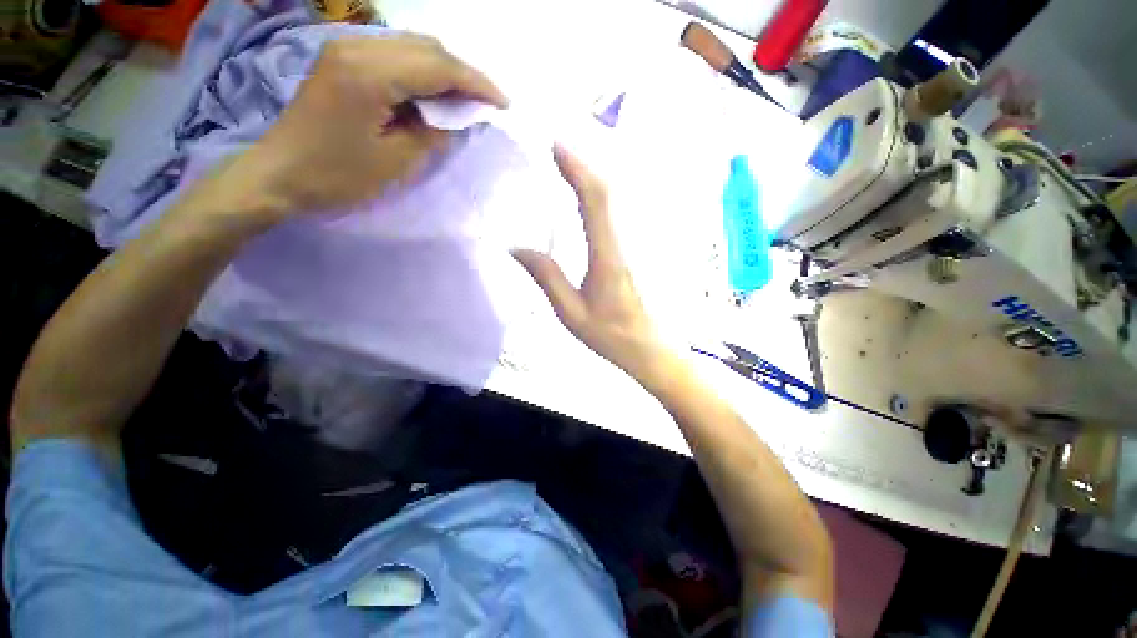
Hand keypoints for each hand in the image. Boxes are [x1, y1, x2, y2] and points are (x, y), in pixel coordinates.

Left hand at [232, 34, 507, 218]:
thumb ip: (431, 133)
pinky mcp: (343, 59)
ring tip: (463, 101)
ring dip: (444, 72)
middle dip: (463, 74)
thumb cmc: (338, 175)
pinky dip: (422, 72)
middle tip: (485, 104)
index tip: (503, 103)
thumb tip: (453, 117)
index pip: (438, 66)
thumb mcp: (395, 162)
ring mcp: (347, 49)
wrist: (280, 174)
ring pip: (412, 47)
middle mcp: (358, 47)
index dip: (476, 83)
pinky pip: (395, 56)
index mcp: (370, 73)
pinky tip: (432, 94)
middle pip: (427, 47)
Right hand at [514, 146, 673, 381]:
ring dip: (594, 179)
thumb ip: (547, 278)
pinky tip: (591, 199)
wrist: (652, 351)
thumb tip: (516, 247)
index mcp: (608, 256)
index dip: (576, 170)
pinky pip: (622, 215)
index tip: (556, 146)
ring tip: (569, 168)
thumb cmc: (612, 336)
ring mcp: (638, 246)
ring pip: (619, 201)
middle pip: (609, 193)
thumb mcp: (571, 313)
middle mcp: (627, 243)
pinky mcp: (641, 252)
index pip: (595, 201)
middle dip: (583, 166)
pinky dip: (604, 198)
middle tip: (557, 151)